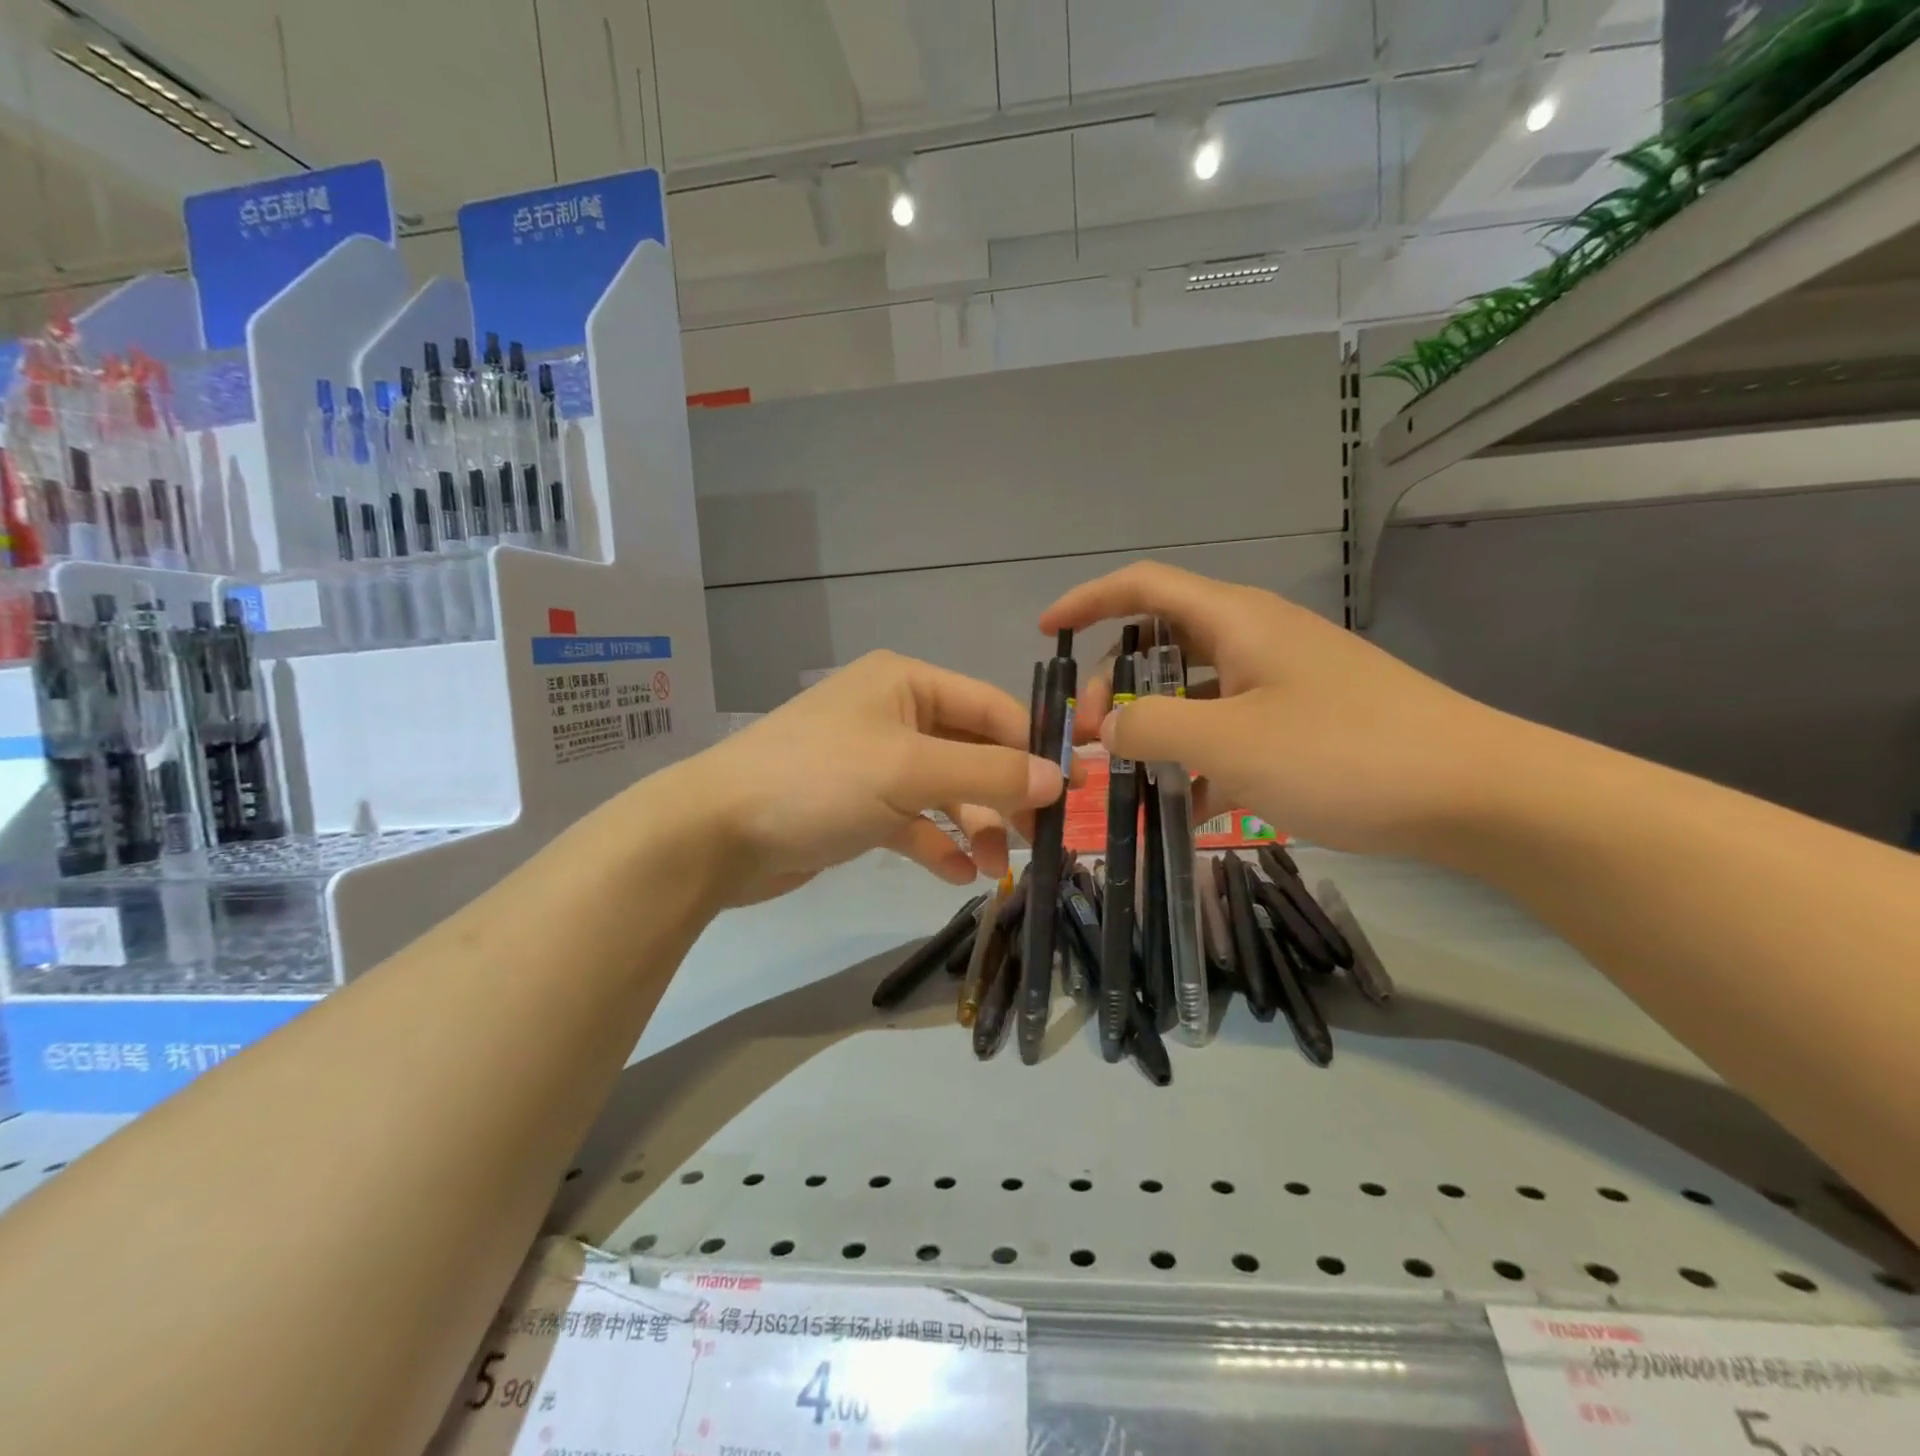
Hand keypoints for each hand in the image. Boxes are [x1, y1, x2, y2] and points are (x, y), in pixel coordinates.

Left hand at [661, 652, 1069, 905]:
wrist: (715, 833)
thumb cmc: (819, 781)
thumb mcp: (910, 770)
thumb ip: (990, 772)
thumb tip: (1059, 779)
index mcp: (906, 684)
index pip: (991, 707)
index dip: (1034, 746)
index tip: (1072, 790)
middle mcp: (893, 714)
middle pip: (971, 751)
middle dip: (1005, 794)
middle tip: (1041, 839)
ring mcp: (873, 762)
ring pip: (944, 790)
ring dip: (975, 826)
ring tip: (999, 868)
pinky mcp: (855, 806)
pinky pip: (912, 821)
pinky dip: (936, 843)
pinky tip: (957, 873)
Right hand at [1040, 563, 1520, 855]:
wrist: (1475, 794)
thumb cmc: (1343, 754)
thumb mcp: (1228, 743)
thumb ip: (1150, 728)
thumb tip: (1104, 728)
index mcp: (1235, 621)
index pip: (1142, 586)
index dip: (1088, 601)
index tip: (1045, 633)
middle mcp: (1255, 638)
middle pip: (1161, 642)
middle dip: (1113, 685)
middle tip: (1091, 740)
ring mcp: (1283, 680)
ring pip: (1194, 690)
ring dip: (1155, 727)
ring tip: (1129, 778)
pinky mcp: (1304, 720)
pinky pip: (1230, 726)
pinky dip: (1199, 754)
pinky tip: (1189, 801)